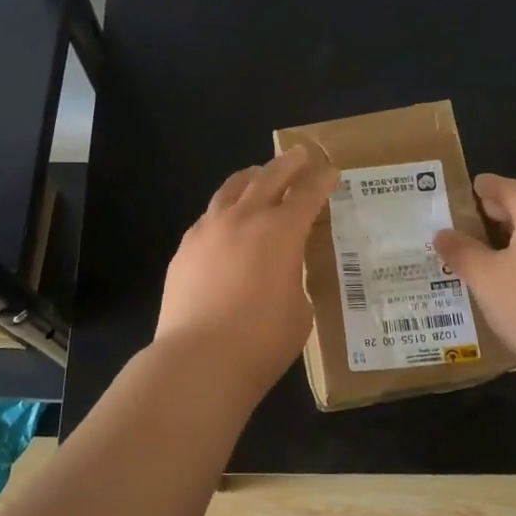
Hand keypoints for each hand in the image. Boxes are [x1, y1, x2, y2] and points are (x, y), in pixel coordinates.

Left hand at [155, 145, 337, 392]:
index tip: (330, 172)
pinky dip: (225, 210)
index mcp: (281, 231)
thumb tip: (280, 272)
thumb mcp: (299, 309)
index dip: (321, 181)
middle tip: (300, 156)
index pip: (306, 194)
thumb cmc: (262, 340)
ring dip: (251, 178)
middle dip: (288, 164)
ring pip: (231, 189)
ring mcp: (208, 230)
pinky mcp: (184, 249)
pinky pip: (209, 216)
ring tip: (258, 175)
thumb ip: (293, 278)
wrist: (198, 359)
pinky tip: (226, 220)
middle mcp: (244, 219)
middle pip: (268, 178)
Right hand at [433, 174, 515, 389]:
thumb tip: (443, 233)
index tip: (471, 185)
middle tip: (467, 220)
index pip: (512, 189)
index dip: (489, 186)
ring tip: (480, 256)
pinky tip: (508, 290)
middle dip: (498, 214)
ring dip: (510, 244)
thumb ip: (462, 252)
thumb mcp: (486, 278)